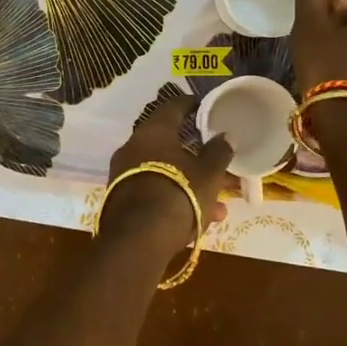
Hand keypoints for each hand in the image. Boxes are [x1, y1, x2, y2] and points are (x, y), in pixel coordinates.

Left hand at [102, 92, 233, 255]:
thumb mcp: (209, 173)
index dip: (192, 105)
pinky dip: (176, 198)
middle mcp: (133, 146)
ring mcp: (123, 173)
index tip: (206, 109)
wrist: (139, 240)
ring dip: (191, 183)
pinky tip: (201, 220)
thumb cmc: (179, 194)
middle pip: (169, 143)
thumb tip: (225, 136)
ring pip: (165, 172)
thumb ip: (219, 151)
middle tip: (217, 163)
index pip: (173, 106)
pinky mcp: (121, 199)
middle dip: (197, 156)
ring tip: (219, 206)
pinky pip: (155, 190)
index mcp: (153, 130)